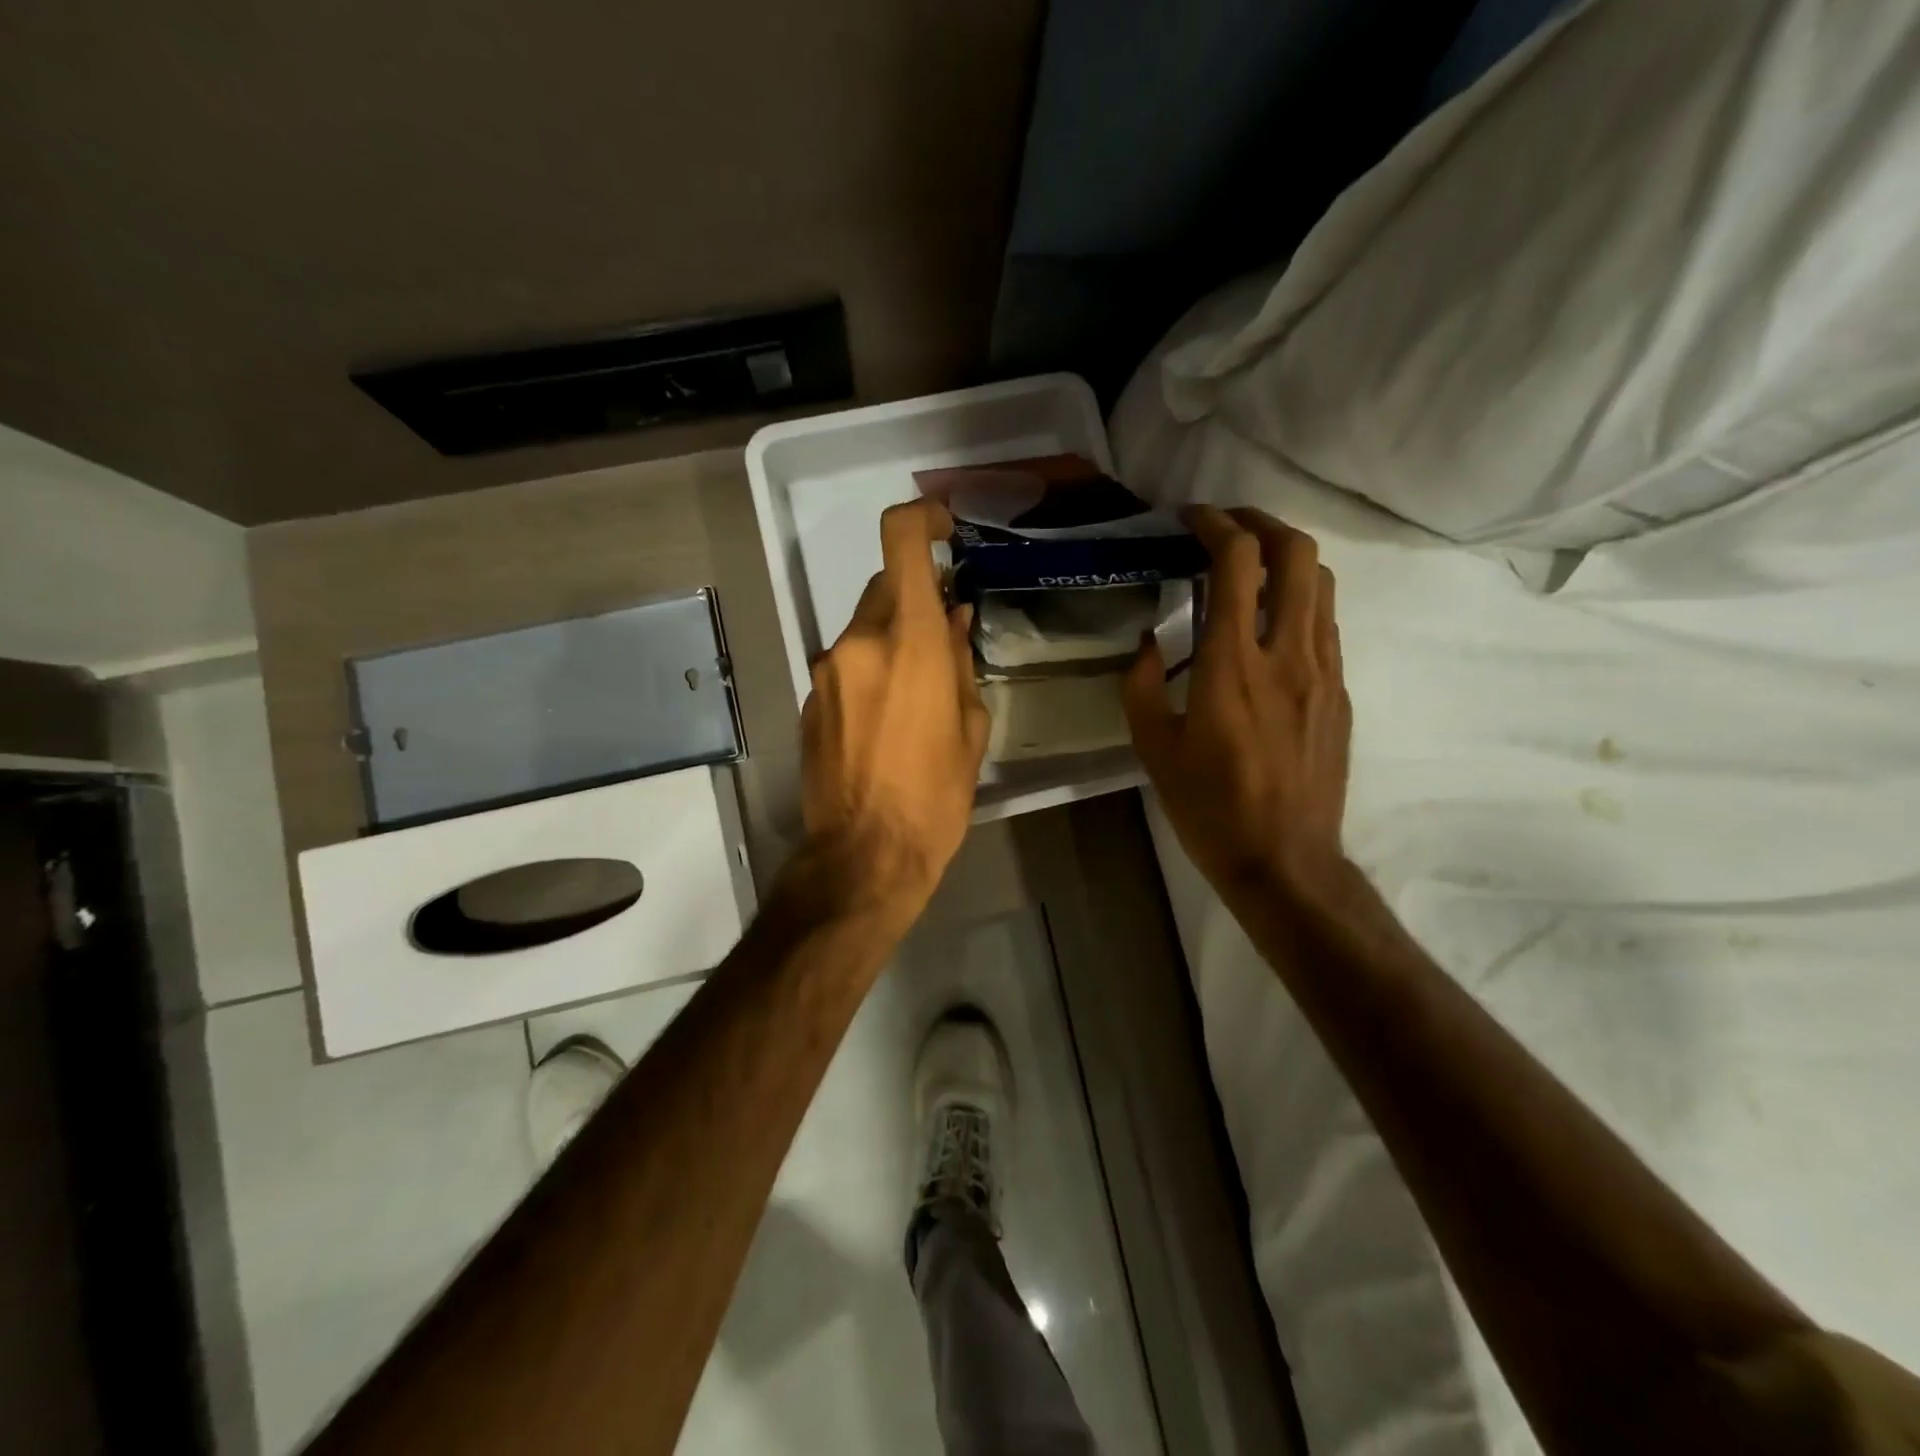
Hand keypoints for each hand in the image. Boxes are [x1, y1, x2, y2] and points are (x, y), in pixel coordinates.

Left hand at [800, 499, 989, 916]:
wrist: (864, 856)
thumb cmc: (935, 797)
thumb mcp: (970, 730)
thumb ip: (960, 663)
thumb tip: (953, 621)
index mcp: (907, 640)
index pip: (900, 541)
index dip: (921, 518)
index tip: (943, 528)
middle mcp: (858, 642)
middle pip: (884, 588)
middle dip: (915, 602)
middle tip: (943, 641)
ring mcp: (826, 670)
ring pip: (864, 628)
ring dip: (891, 639)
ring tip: (917, 694)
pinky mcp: (809, 700)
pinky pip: (846, 664)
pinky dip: (868, 670)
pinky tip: (885, 719)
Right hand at [1122, 506, 1350, 907]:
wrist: (1285, 861)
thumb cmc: (1209, 808)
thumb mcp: (1153, 749)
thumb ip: (1143, 686)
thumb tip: (1149, 642)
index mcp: (1231, 667)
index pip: (1238, 563)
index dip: (1215, 524)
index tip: (1190, 518)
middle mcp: (1287, 655)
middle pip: (1298, 554)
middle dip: (1262, 523)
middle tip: (1227, 528)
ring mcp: (1323, 672)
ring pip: (1321, 584)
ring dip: (1286, 559)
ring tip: (1251, 567)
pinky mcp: (1340, 693)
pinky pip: (1325, 624)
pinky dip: (1298, 600)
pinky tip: (1270, 624)